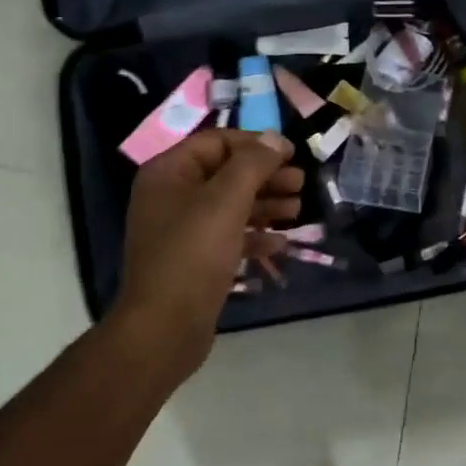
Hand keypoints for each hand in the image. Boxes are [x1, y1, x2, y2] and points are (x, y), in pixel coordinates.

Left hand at [110, 130, 303, 376]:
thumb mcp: (226, 201)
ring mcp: (182, 230)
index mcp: (169, 173)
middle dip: (266, 176)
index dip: (256, 144)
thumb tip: (275, 138)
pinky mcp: (195, 260)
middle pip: (226, 173)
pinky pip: (229, 236)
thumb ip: (252, 164)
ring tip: (298, 210)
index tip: (292, 153)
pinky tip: (281, 242)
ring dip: (266, 204)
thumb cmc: (193, 255)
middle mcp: (172, 196)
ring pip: (231, 205)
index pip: (217, 142)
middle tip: (300, 183)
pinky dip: (255, 235)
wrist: (164, 327)